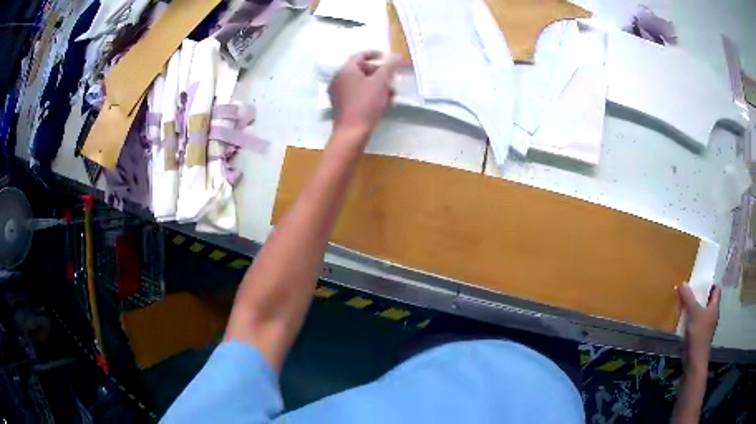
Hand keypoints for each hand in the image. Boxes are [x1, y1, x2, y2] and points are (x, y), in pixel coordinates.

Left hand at [328, 51, 400, 139]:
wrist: (352, 131)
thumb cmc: (366, 103)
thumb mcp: (381, 82)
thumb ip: (390, 66)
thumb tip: (397, 55)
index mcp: (346, 70)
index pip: (360, 56)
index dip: (374, 54)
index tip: (386, 57)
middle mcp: (339, 79)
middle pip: (361, 70)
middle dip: (379, 73)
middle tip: (392, 78)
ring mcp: (338, 93)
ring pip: (360, 83)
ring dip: (377, 85)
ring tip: (392, 93)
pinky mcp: (341, 105)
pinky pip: (356, 94)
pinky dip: (369, 94)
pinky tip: (383, 103)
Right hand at [677, 283, 719, 368]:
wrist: (694, 360)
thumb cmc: (698, 334)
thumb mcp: (694, 313)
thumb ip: (688, 298)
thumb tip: (682, 283)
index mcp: (714, 306)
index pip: (716, 289)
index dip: (710, 283)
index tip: (701, 279)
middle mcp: (711, 314)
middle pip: (707, 300)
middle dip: (699, 295)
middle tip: (690, 288)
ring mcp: (705, 326)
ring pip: (700, 311)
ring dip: (693, 307)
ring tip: (684, 301)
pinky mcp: (697, 335)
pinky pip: (694, 322)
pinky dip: (689, 318)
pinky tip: (682, 318)